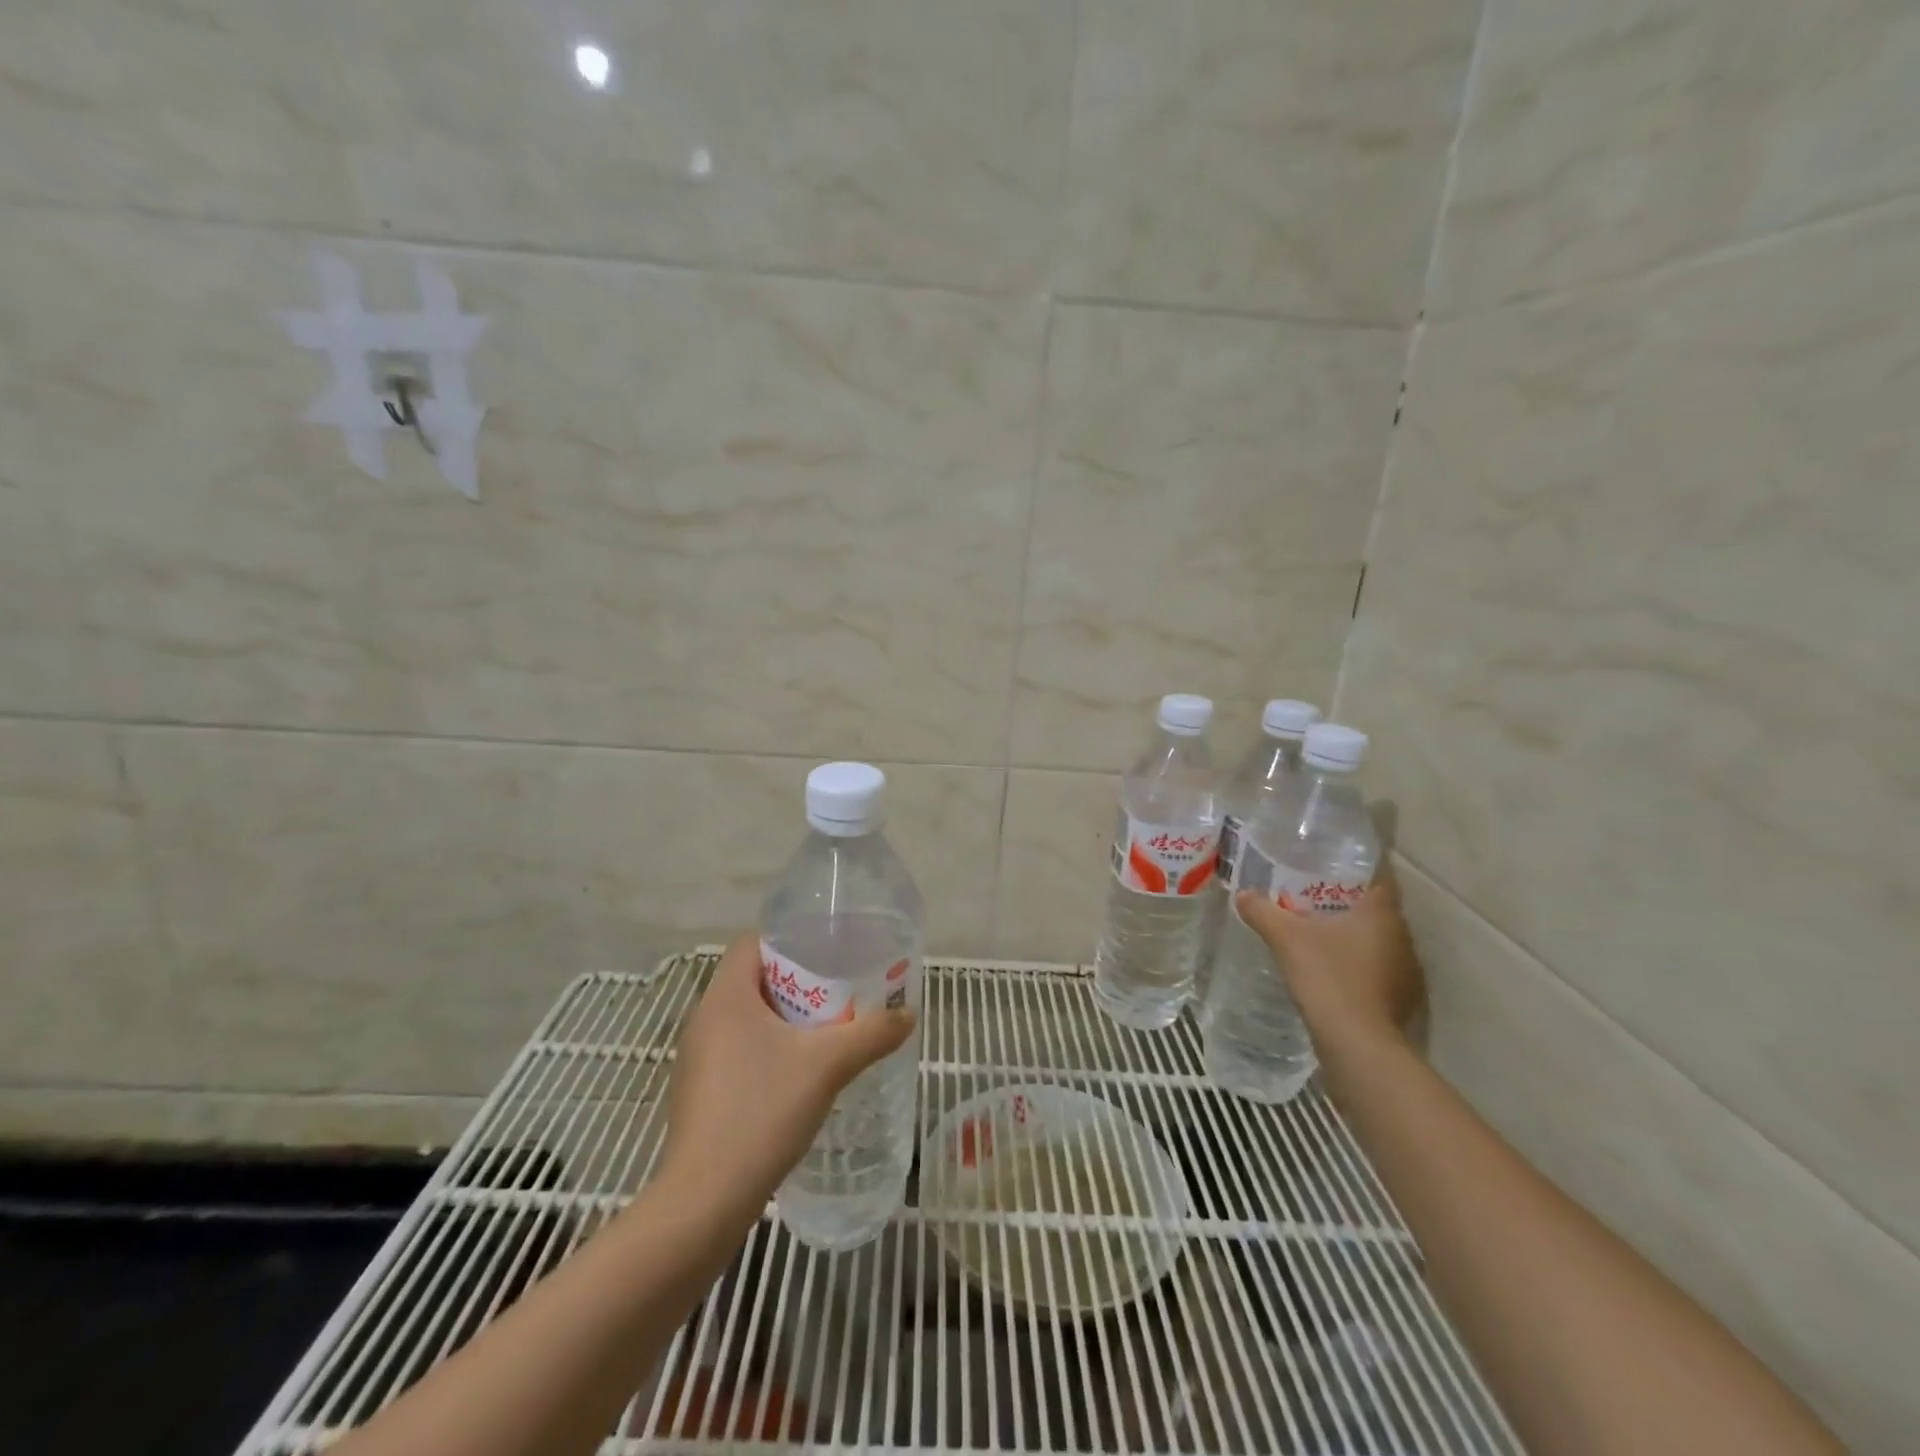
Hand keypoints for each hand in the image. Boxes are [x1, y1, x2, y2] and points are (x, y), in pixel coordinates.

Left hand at [659, 934, 915, 1216]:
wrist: (705, 1201)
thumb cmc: (762, 1112)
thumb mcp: (828, 1066)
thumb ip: (872, 1034)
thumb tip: (908, 1015)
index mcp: (725, 997)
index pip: (752, 943)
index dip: (789, 940)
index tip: (827, 953)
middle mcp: (705, 1019)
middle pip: (753, 980)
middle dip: (798, 983)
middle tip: (839, 993)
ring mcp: (698, 1059)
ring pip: (746, 1018)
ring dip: (785, 1019)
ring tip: (826, 1032)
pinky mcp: (700, 1093)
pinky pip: (738, 1051)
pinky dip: (768, 1050)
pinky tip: (799, 1076)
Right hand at [1233, 863, 1424, 1055]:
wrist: (1356, 1042)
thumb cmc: (1327, 975)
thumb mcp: (1285, 938)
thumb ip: (1262, 911)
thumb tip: (1242, 894)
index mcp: (1381, 914)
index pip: (1379, 880)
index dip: (1357, 872)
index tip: (1330, 870)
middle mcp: (1403, 938)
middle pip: (1377, 912)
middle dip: (1349, 907)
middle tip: (1314, 902)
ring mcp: (1407, 973)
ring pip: (1380, 944)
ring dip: (1356, 941)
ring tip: (1320, 938)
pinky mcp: (1402, 1002)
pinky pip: (1379, 973)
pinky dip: (1360, 969)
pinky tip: (1333, 974)